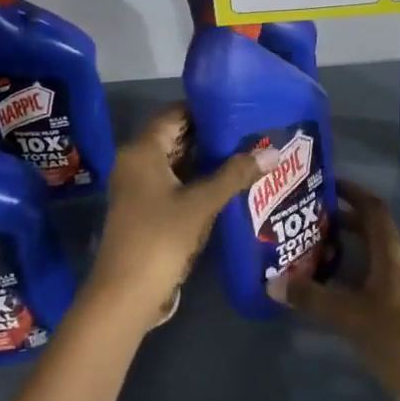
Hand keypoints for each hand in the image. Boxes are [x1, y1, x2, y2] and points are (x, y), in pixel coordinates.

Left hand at [87, 106, 273, 327]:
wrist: (126, 294)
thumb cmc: (160, 238)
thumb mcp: (201, 204)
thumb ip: (235, 174)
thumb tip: (273, 151)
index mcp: (142, 150)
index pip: (176, 113)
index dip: (206, 109)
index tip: (240, 107)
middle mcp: (136, 161)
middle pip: (177, 136)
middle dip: (212, 134)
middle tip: (251, 131)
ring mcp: (139, 187)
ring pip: (177, 161)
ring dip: (207, 159)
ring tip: (248, 153)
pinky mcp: (146, 208)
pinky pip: (175, 182)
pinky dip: (198, 180)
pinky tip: (228, 183)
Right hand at [277, 180, 399, 400]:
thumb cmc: (398, 339)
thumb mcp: (350, 316)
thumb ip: (312, 298)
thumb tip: (273, 282)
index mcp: (393, 253)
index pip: (373, 208)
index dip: (352, 191)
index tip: (325, 182)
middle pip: (371, 229)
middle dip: (342, 219)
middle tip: (307, 216)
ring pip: (371, 255)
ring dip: (345, 247)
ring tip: (309, 247)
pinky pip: (371, 279)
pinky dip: (350, 274)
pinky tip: (327, 286)